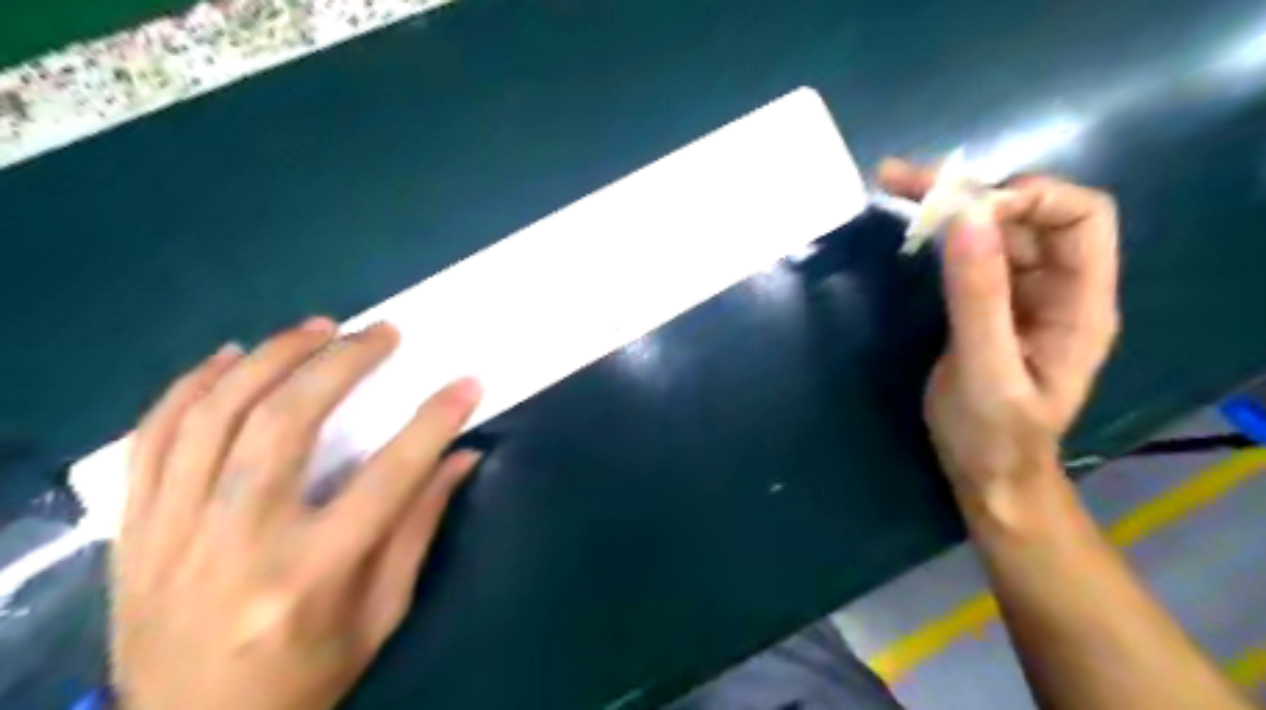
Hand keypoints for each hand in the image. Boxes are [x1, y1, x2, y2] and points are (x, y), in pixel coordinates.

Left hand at [111, 318, 486, 709]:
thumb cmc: (307, 676)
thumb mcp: (381, 614)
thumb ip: (419, 528)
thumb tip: (461, 457)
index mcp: (312, 576)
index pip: (389, 479)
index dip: (434, 423)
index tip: (466, 383)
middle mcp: (238, 545)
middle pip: (285, 425)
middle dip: (341, 364)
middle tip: (381, 333)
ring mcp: (173, 534)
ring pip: (214, 416)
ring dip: (272, 358)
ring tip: (317, 327)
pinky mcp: (136, 530)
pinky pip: (153, 438)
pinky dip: (192, 386)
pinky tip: (232, 356)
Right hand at [883, 159, 1114, 505]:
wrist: (985, 474)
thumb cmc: (995, 434)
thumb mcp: (985, 370)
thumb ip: (978, 298)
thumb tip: (968, 218)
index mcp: (1081, 304)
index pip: (1080, 217)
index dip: (1029, 198)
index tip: (965, 211)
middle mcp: (1057, 287)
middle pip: (1029, 214)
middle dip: (973, 192)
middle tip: (904, 181)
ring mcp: (1019, 293)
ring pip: (994, 229)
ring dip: (950, 205)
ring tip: (894, 186)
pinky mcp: (985, 303)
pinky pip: (970, 255)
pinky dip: (941, 234)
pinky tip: (911, 224)